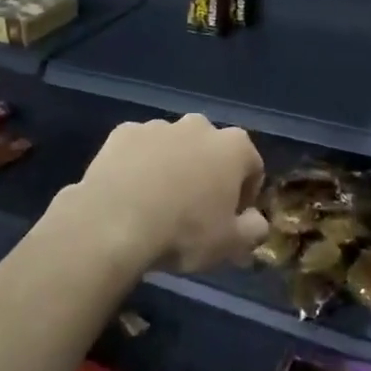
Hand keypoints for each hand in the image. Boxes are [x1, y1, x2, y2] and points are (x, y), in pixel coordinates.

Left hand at [68, 114, 266, 272]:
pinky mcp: (123, 133)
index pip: (252, 167)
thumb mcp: (229, 244)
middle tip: (194, 211)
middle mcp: (199, 126)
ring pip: (174, 146)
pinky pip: (139, 148)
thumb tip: (257, 222)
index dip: (245, 195)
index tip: (231, 219)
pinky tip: (129, 193)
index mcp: (234, 147)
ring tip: (157, 204)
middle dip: (208, 173)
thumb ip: (253, 231)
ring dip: (173, 166)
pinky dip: (138, 164)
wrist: (113, 223)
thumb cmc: (183, 232)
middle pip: (212, 150)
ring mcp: (159, 126)